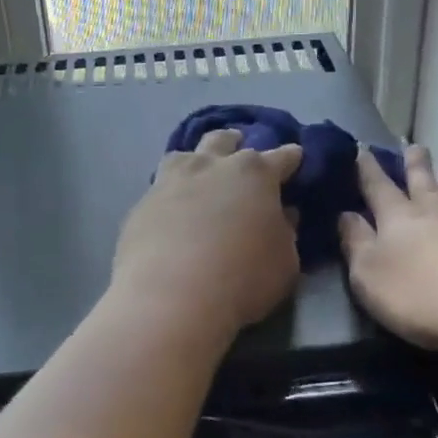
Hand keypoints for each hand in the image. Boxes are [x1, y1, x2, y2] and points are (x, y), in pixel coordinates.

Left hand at [113, 130, 304, 336]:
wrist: (171, 297)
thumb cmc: (242, 278)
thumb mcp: (285, 261)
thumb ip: (286, 232)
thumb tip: (283, 214)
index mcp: (255, 174)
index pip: (281, 157)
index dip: (290, 158)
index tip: (295, 157)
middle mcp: (212, 166)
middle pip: (225, 141)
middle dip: (236, 143)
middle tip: (240, 150)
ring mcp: (172, 180)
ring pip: (186, 154)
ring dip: (197, 159)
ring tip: (199, 170)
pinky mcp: (142, 202)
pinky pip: (160, 187)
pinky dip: (171, 192)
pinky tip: (171, 207)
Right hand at [339, 144, 437, 352]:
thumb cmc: (419, 295)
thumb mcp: (368, 274)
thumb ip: (356, 242)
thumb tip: (346, 215)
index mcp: (397, 218)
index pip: (378, 187)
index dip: (368, 169)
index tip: (363, 149)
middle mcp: (436, 214)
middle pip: (423, 183)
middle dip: (416, 165)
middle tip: (415, 146)